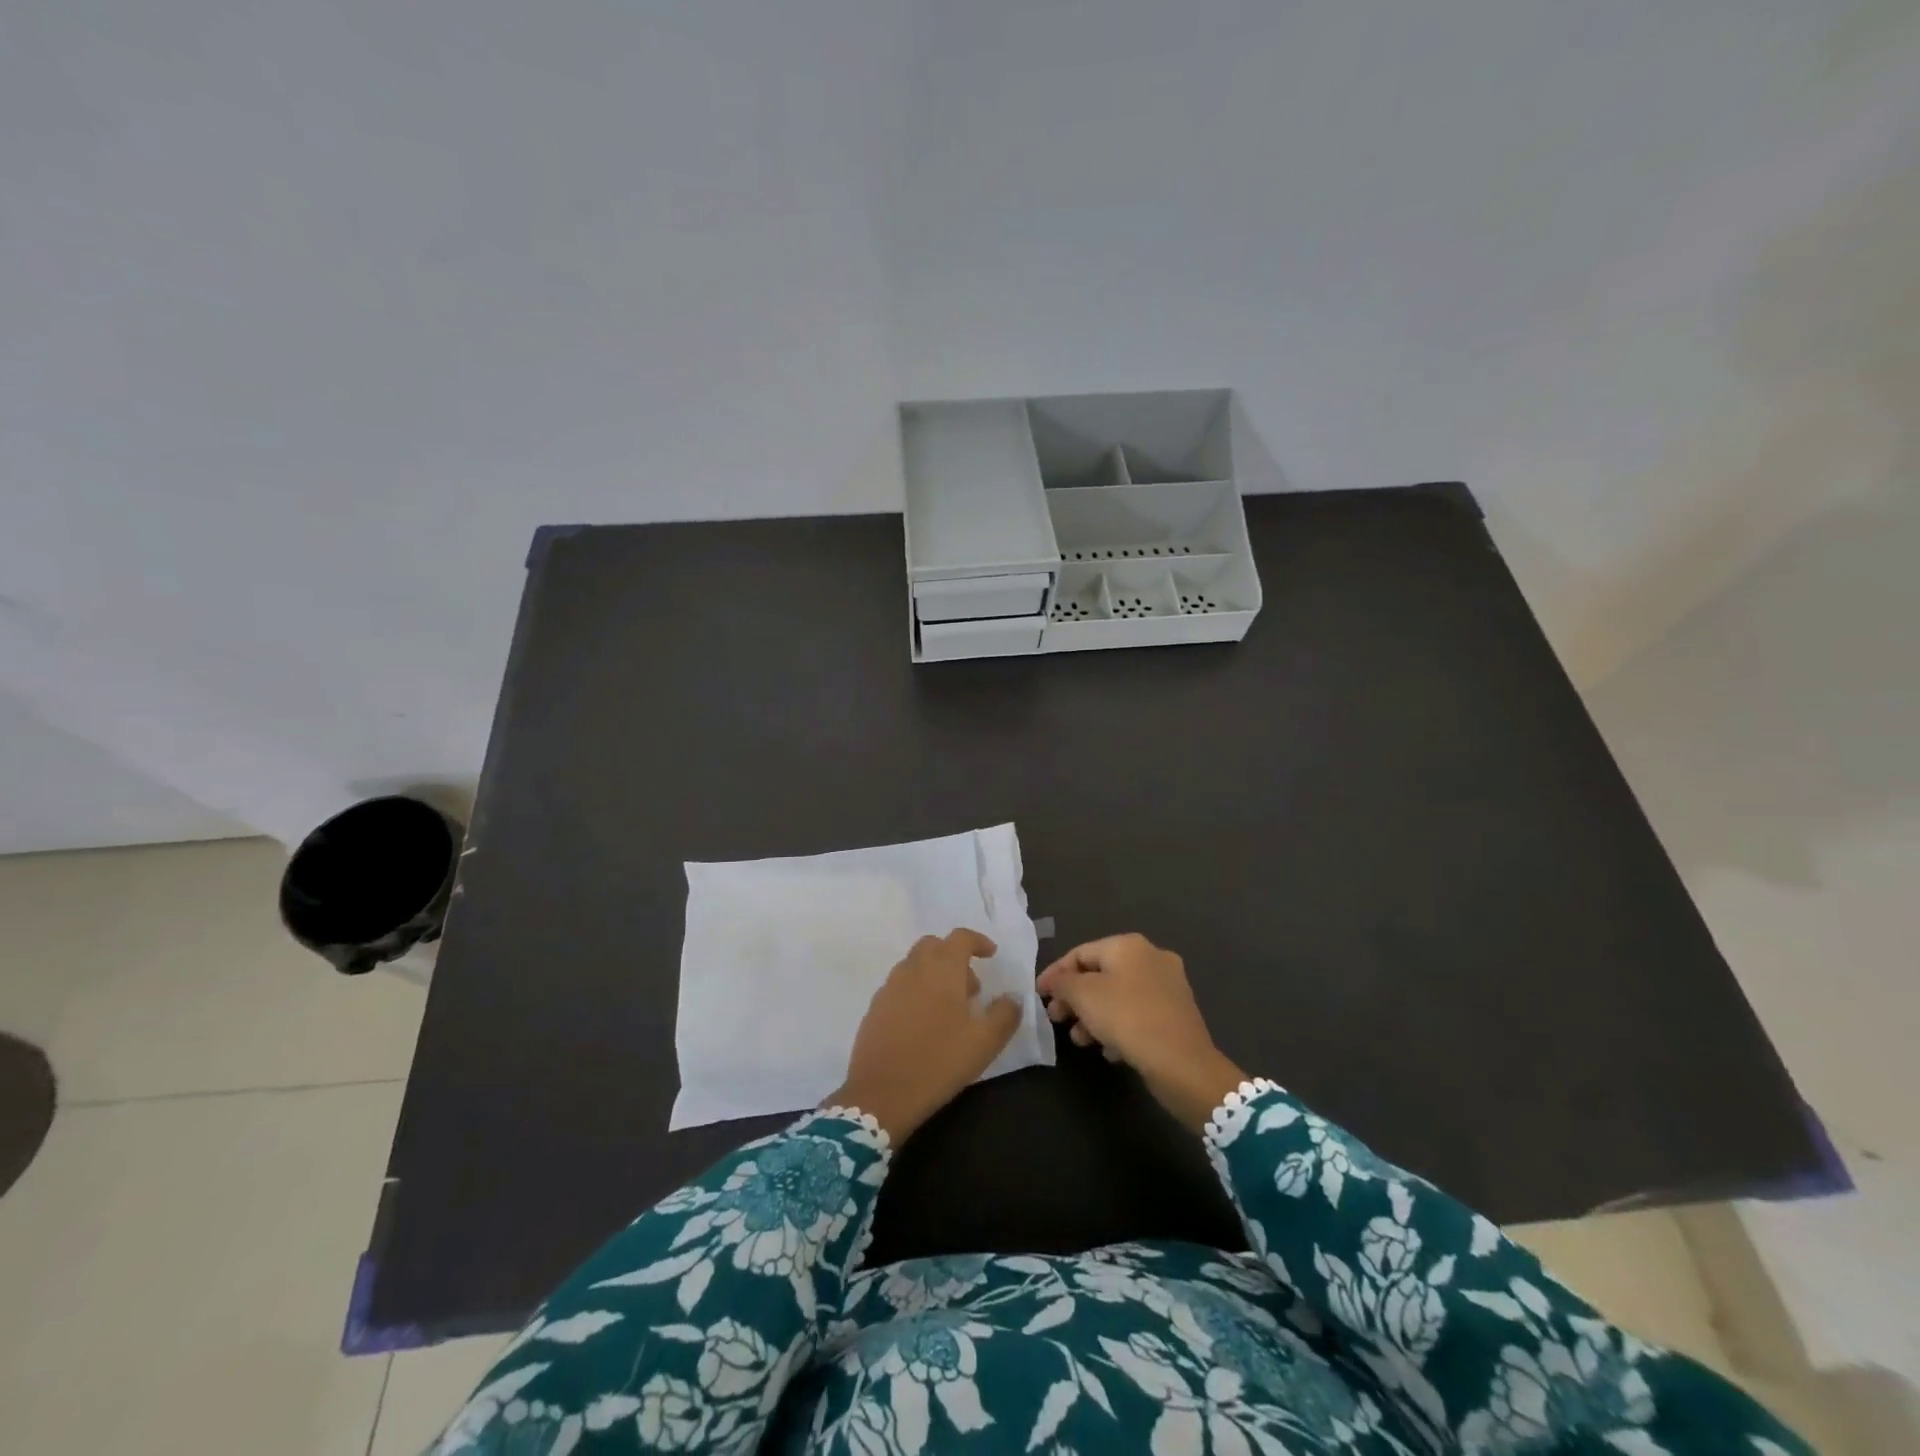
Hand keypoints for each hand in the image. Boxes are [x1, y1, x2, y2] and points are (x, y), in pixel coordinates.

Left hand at [827, 929, 1022, 1143]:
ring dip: (935, 975)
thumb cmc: (939, 1060)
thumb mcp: (985, 1042)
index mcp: (941, 968)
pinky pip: (900, 986)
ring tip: (949, 1010)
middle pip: (934, 946)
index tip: (991, 955)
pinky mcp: (875, 1007)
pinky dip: (916, 991)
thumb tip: (1013, 998)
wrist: (881, 1093)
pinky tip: (923, 1024)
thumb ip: (1005, 1014)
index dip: (978, 941)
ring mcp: (890, 986)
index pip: (961, 937)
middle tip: (971, 988)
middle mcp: (913, 968)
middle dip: (954, 957)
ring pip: (915, 965)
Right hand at [1037, 933, 1245, 1131]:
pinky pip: (1137, 1014)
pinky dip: (1118, 1027)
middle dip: (1075, 998)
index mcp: (1129, 945)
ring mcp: (1168, 986)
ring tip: (1080, 1040)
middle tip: (1057, 1019)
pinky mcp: (1176, 1014)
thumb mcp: (1084, 996)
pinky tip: (1109, 1050)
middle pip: (1100, 974)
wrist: (1183, 1064)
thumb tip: (1055, 982)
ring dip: (1094, 1015)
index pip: (1080, 953)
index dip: (1055, 973)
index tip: (1038, 996)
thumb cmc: (1127, 1018)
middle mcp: (1151, 958)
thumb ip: (1063, 983)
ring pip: (1118, 996)